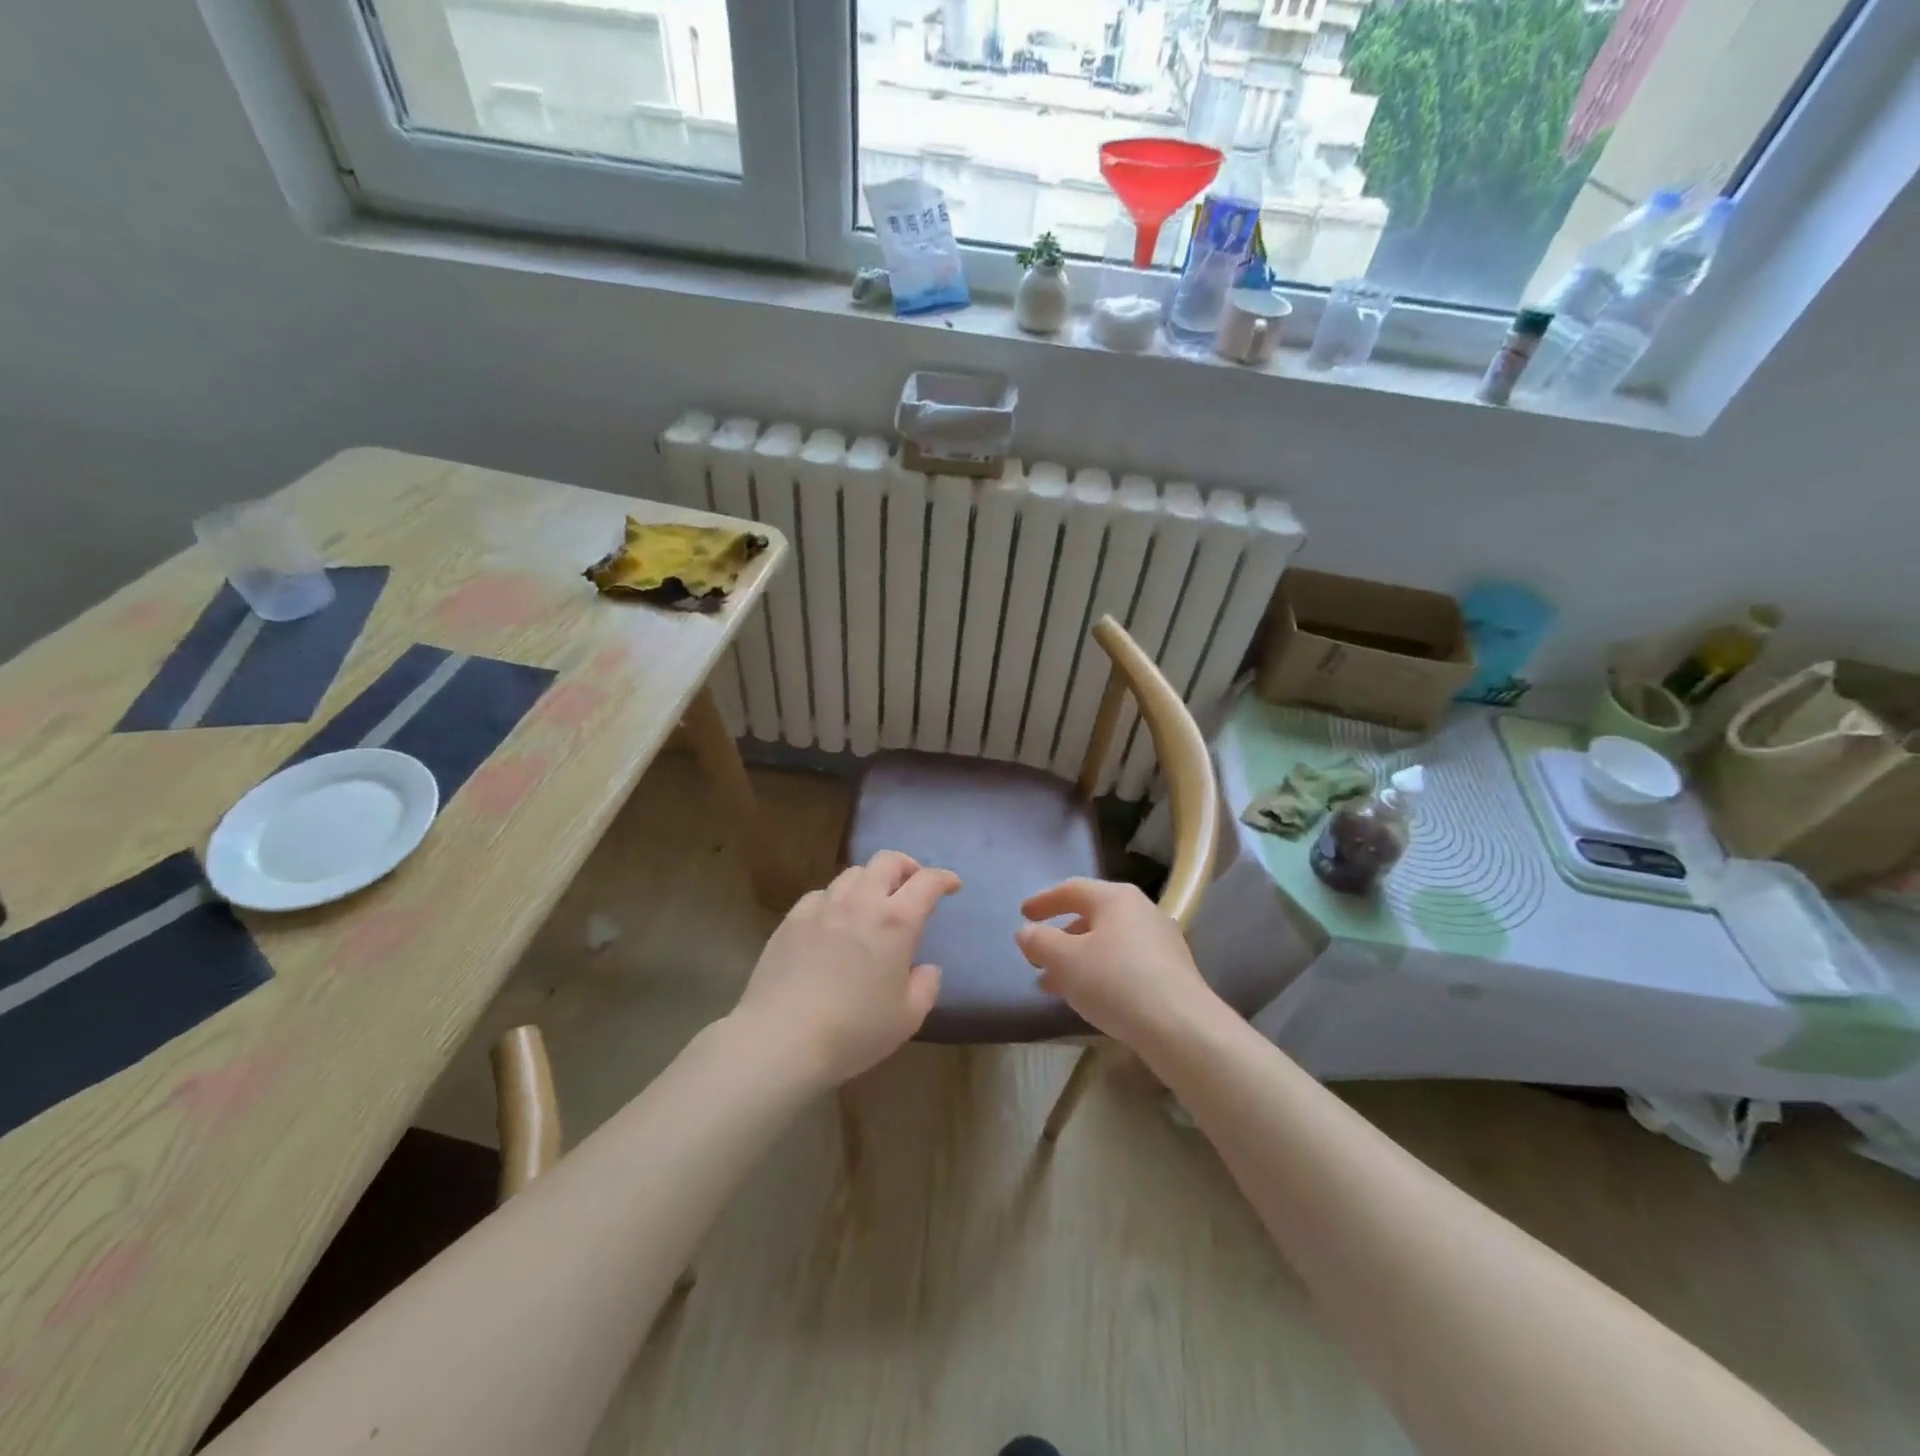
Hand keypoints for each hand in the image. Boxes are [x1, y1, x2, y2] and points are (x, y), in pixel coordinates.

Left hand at [733, 851, 960, 1087]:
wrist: (782, 1038)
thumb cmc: (854, 1031)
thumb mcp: (906, 1018)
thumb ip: (925, 987)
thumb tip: (926, 969)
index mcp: (896, 922)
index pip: (927, 882)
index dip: (944, 878)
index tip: (952, 885)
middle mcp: (861, 902)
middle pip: (887, 861)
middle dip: (907, 866)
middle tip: (913, 884)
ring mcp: (823, 906)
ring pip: (852, 873)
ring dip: (871, 881)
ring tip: (872, 903)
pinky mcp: (792, 918)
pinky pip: (821, 894)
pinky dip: (836, 899)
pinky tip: (833, 921)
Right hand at [1014, 878, 1218, 1049]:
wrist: (1182, 1028)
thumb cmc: (1115, 982)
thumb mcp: (1065, 961)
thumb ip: (1040, 942)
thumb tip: (1026, 932)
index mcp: (1116, 898)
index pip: (1072, 889)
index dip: (1044, 901)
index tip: (1023, 914)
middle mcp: (1142, 911)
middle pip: (1093, 916)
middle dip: (1061, 936)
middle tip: (1038, 954)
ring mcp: (1162, 941)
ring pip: (1109, 943)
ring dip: (1079, 959)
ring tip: (1055, 984)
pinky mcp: (1173, 972)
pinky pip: (1127, 963)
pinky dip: (1102, 972)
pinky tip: (1090, 997)